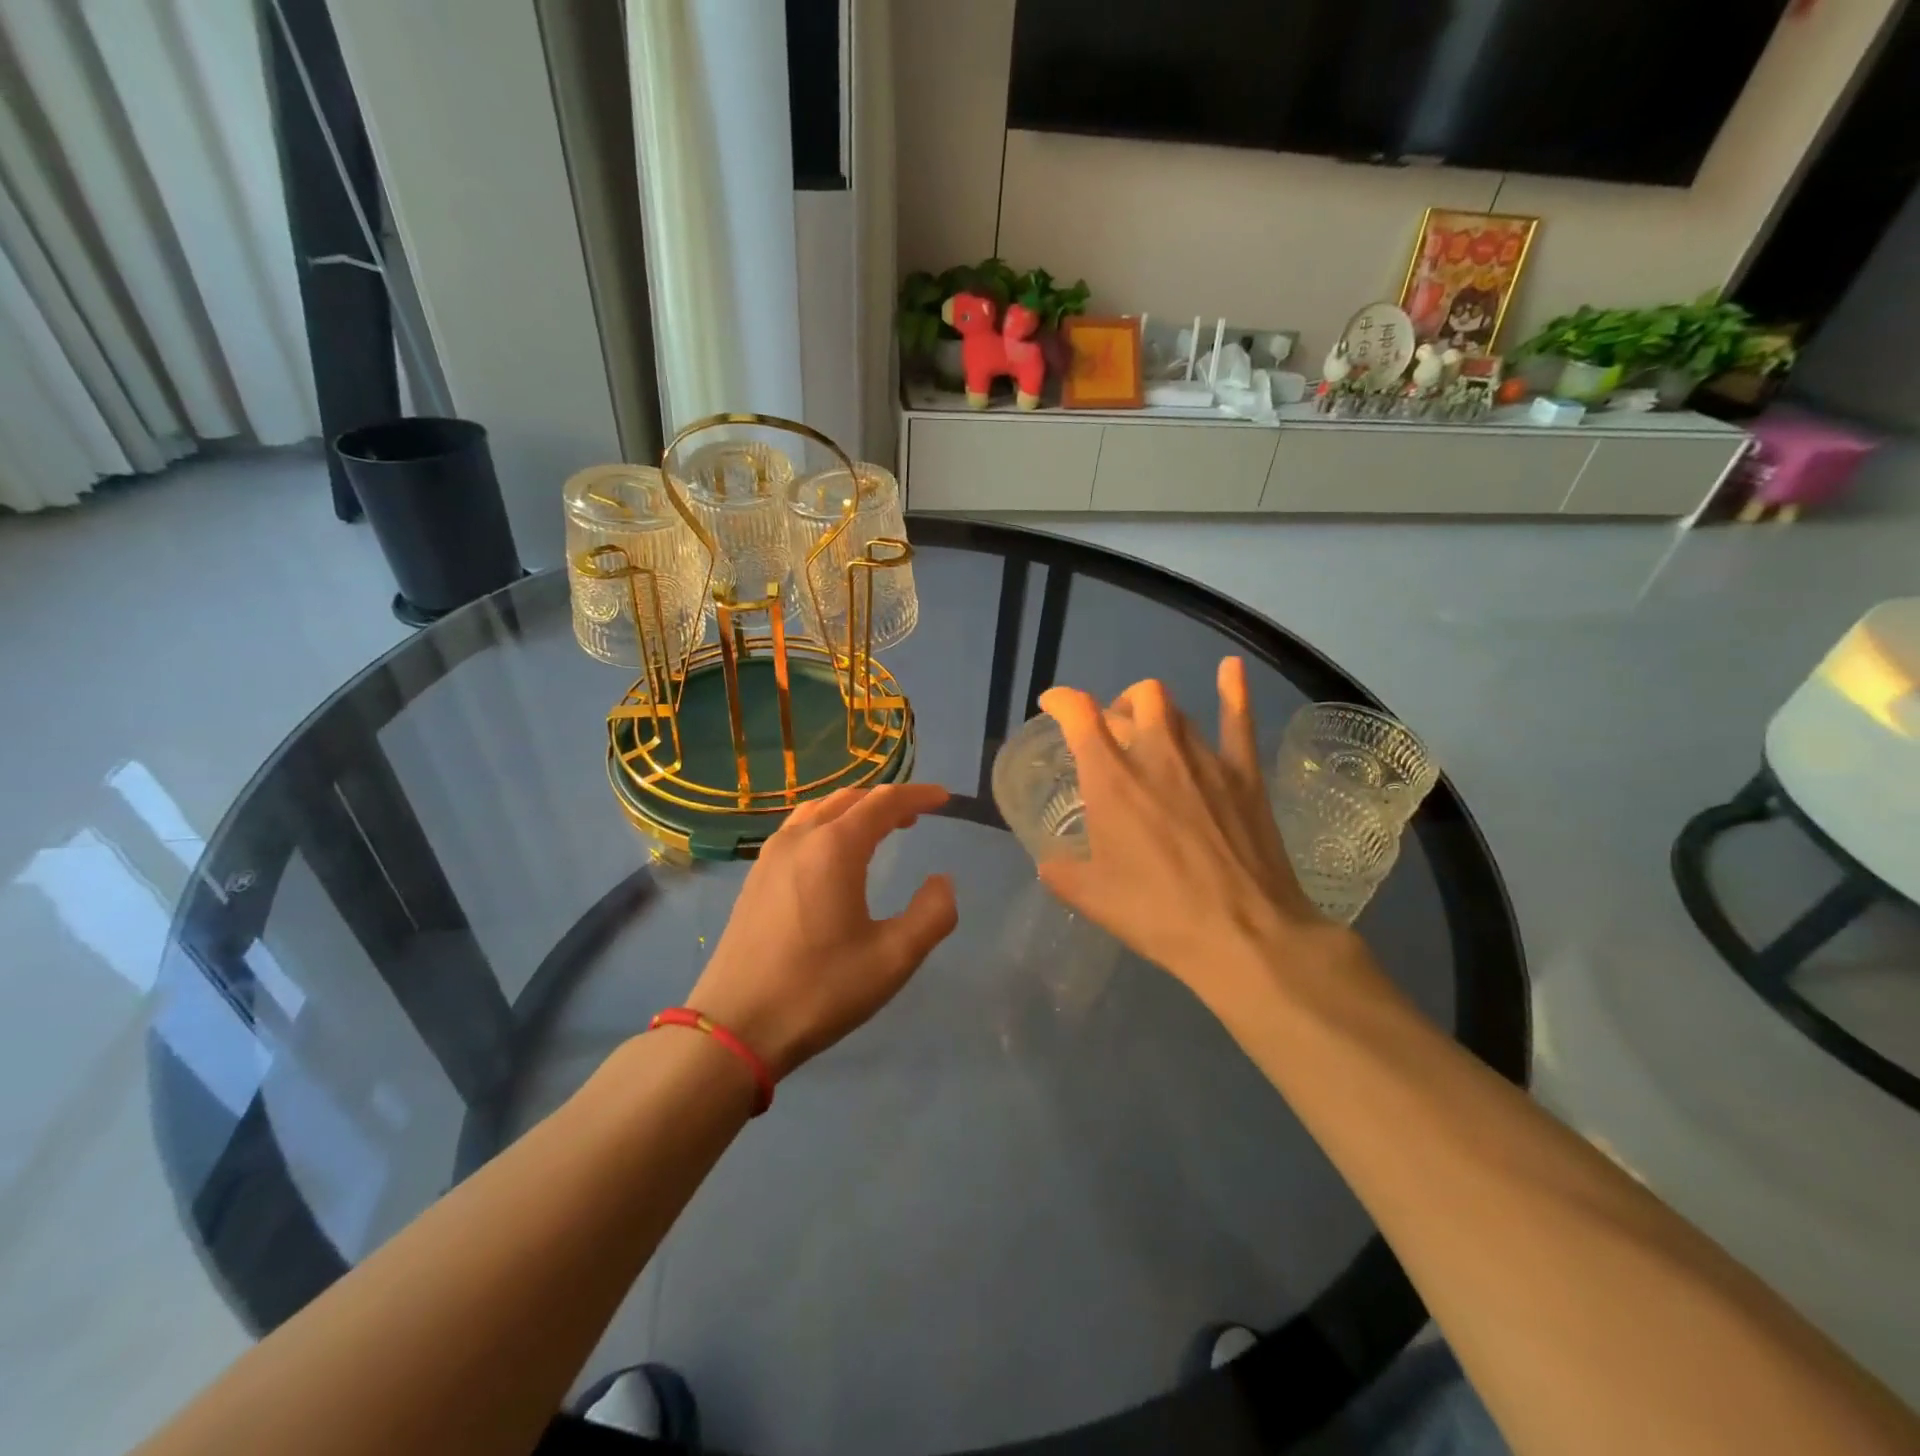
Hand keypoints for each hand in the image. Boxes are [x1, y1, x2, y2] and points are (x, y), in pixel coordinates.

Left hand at [686, 782, 957, 1079]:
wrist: (735, 1028)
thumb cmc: (820, 990)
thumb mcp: (892, 959)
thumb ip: (931, 914)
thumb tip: (942, 881)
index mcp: (834, 848)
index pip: (883, 802)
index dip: (917, 795)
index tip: (944, 798)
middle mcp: (800, 839)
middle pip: (849, 799)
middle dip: (886, 801)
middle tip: (915, 817)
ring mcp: (770, 856)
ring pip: (818, 811)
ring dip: (853, 810)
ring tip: (877, 830)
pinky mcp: (755, 877)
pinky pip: (797, 830)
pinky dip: (826, 825)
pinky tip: (833, 856)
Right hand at [1037, 658, 1352, 1014]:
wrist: (1244, 935)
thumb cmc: (1158, 914)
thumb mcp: (1091, 899)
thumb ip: (1061, 873)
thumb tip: (1049, 863)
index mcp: (1111, 779)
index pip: (1080, 715)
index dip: (1062, 700)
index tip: (1052, 705)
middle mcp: (1156, 754)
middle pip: (1137, 698)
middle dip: (1117, 706)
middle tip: (1112, 735)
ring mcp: (1205, 759)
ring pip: (1176, 708)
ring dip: (1156, 711)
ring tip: (1151, 731)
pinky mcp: (1244, 774)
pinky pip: (1239, 720)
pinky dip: (1233, 690)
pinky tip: (1230, 668)